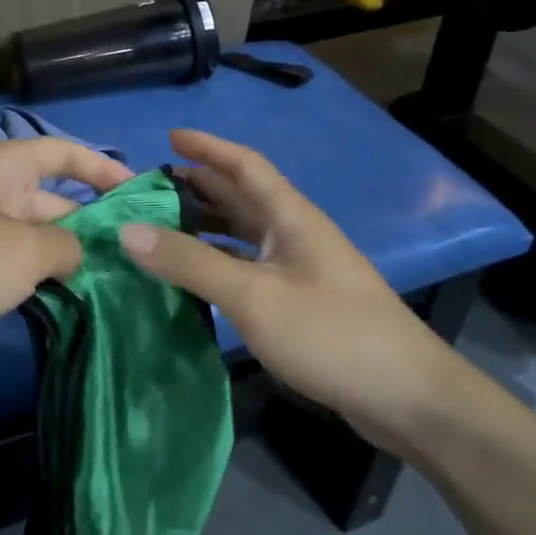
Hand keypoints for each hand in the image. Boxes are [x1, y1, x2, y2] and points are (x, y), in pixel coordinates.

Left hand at [0, 137, 131, 367]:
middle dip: (93, 227)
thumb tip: (76, 252)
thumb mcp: (22, 251)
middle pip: (53, 202)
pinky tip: (67, 307)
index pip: (64, 153)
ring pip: (32, 241)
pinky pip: (8, 270)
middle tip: (140, 258)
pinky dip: (35, 284)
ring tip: (117, 287)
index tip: (142, 192)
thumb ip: (65, 248)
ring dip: (66, 261)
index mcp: (5, 168)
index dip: (104, 167)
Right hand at [117, 130, 471, 454]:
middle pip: (243, 197)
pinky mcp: (302, 302)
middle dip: (200, 186)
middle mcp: (296, 234)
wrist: (407, 397)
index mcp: (291, 217)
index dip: (209, 147)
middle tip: (151, 188)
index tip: (169, 137)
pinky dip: (219, 263)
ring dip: (206, 226)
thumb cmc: (331, 334)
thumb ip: (191, 262)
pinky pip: (249, 267)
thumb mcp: (253, 295)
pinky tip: (195, 278)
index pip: (246, 165)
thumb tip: (128, 230)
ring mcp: (301, 269)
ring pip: (245, 234)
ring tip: (162, 228)